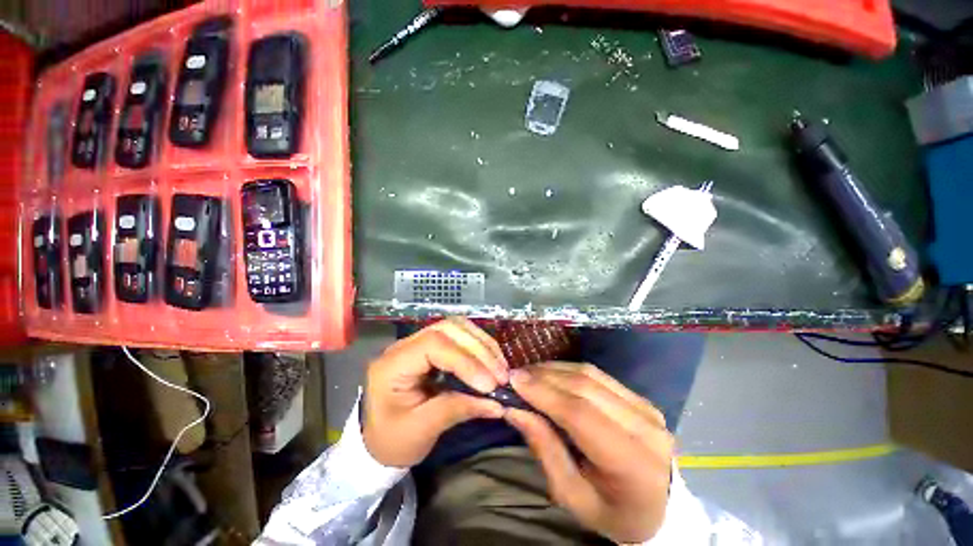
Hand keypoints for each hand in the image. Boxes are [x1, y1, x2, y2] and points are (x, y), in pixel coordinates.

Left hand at [363, 317, 509, 467]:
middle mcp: (405, 345)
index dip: (465, 360)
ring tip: (500, 367)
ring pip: (457, 328)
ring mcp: (419, 342)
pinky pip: (460, 337)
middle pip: (448, 329)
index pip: (433, 345)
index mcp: (392, 365)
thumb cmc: (393, 441)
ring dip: (482, 345)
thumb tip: (497, 403)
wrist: (379, 441)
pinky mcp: (431, 347)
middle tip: (501, 375)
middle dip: (479, 349)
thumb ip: (458, 410)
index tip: (489, 384)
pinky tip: (492, 361)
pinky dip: (479, 347)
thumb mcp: (422, 431)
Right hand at [505, 362, 673, 543]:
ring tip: (529, 373)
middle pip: (585, 387)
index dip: (544, 393)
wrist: (660, 508)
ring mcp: (646, 407)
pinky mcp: (640, 398)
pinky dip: (569, 370)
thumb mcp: (572, 496)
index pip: (581, 415)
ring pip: (590, 374)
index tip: (514, 380)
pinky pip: (598, 375)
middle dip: (544, 376)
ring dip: (554, 370)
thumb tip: (514, 409)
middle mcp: (645, 427)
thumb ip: (544, 449)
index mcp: (632, 463)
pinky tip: (551, 374)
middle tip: (516, 375)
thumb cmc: (612, 511)